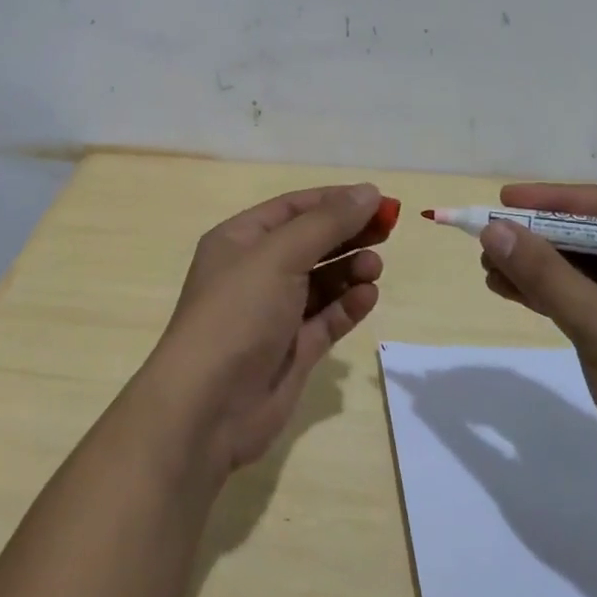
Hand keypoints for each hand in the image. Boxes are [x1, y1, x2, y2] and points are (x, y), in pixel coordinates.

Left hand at [148, 184, 387, 472]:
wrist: (208, 405)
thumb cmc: (238, 313)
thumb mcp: (279, 255)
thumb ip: (327, 223)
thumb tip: (368, 191)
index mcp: (240, 240)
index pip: (293, 208)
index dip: (335, 201)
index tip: (378, 200)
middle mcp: (255, 272)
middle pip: (310, 242)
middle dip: (347, 233)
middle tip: (388, 230)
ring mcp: (274, 313)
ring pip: (321, 281)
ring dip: (349, 269)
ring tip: (374, 267)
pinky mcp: (292, 350)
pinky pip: (326, 318)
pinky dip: (348, 305)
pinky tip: (368, 296)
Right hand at [477, 182, 596, 529]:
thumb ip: (547, 277)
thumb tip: (493, 229)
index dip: (556, 200)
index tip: (506, 200)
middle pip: (594, 239)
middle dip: (540, 238)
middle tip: (490, 237)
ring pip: (583, 273)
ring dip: (536, 267)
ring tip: (487, 266)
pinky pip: (582, 303)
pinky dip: (546, 296)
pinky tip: (508, 291)